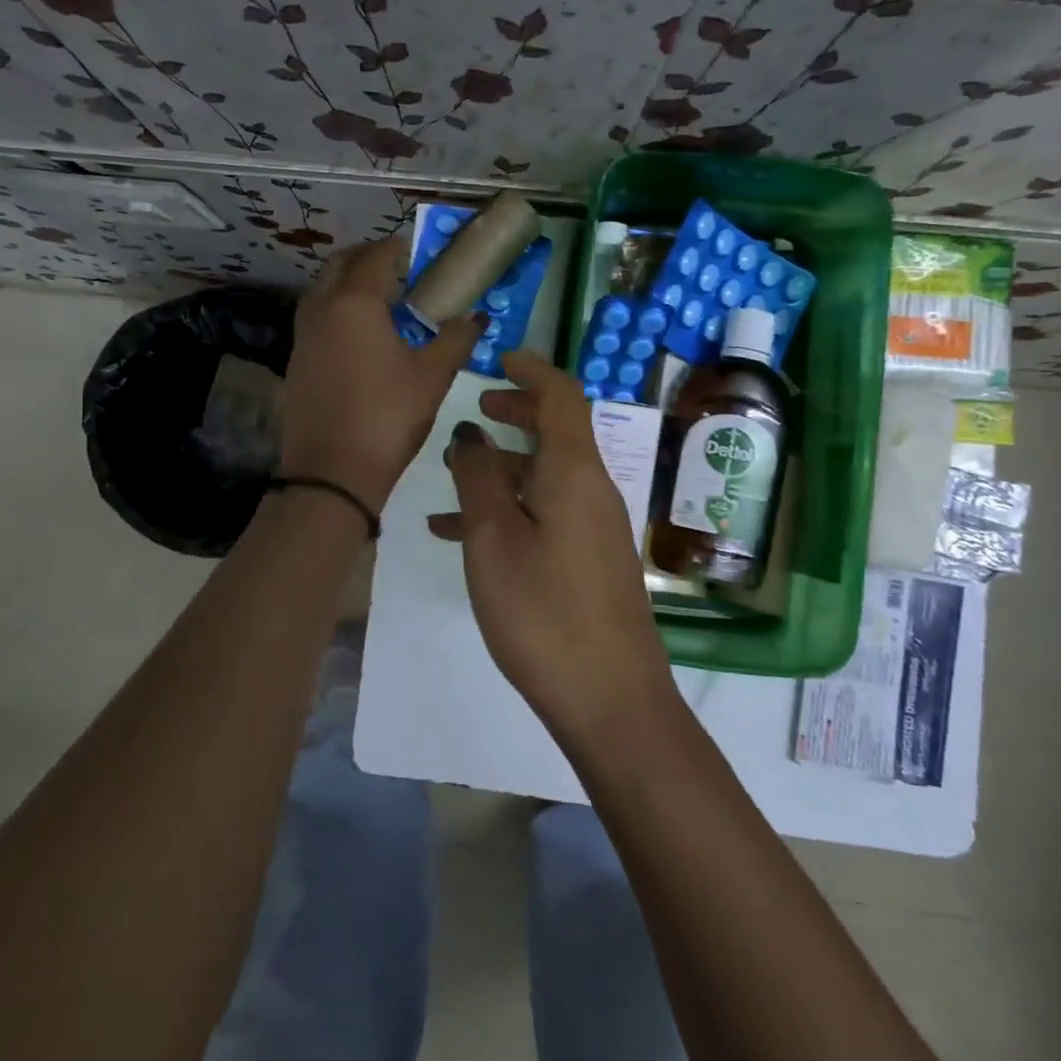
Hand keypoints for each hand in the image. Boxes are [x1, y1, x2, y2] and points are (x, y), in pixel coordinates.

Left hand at [280, 238, 483, 511]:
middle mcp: (321, 309)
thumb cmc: (388, 416)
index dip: (397, 249)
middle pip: (340, 266)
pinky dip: (335, 312)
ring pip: (322, 292)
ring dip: (347, 284)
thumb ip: (456, 339)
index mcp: (355, 303)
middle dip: (367, 259)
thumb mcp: (433, 377)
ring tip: (379, 301)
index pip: (375, 257)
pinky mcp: (295, 363)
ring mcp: (302, 337)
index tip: (416, 251)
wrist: (332, 473)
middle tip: (397, 269)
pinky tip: (358, 338)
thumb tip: (476, 317)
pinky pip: (315, 320)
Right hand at [429, 350, 678, 744]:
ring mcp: (595, 527)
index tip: (500, 359)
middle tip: (477, 410)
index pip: (562, 397)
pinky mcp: (590, 560)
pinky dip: (509, 510)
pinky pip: (546, 514)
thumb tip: (470, 434)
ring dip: (502, 468)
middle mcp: (592, 489)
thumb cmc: (543, 613)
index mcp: (574, 473)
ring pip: (545, 476)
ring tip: (449, 478)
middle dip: (517, 413)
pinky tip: (459, 534)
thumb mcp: (494, 540)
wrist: (611, 701)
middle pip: (557, 432)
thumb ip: (478, 479)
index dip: (532, 371)